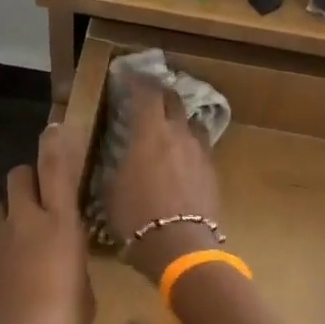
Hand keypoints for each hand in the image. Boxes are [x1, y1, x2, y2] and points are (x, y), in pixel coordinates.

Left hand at [0, 125, 92, 323]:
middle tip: (38, 206)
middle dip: (27, 183)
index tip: (53, 128)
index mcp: (60, 224)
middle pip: (18, 177)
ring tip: (17, 250)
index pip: (56, 169)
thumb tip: (62, 262)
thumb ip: (72, 265)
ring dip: (8, 218)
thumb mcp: (83, 294)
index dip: (54, 144)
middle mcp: (23, 221)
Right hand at [103, 79, 223, 282]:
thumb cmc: (136, 217)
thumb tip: (117, 153)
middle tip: (148, 98)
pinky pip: (201, 148)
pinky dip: (190, 146)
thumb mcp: (111, 188)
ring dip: (180, 120)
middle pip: (174, 100)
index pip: (146, 92)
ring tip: (169, 128)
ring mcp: (200, 152)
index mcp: (150, 132)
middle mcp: (178, 134)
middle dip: (160, 94)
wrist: (180, 247)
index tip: (126, 76)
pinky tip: (182, 158)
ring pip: (192, 123)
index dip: (136, 80)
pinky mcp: (213, 173)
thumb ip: (116, 163)